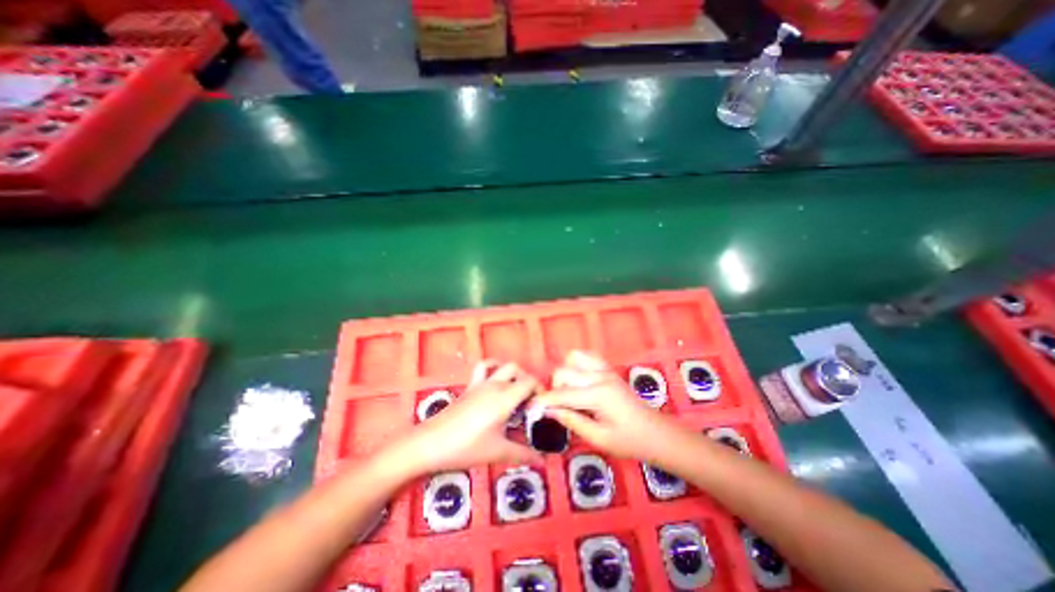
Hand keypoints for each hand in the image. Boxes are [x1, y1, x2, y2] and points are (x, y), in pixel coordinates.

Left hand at [394, 361, 543, 475]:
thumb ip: (523, 454)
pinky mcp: (470, 386)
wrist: (430, 443)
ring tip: (515, 390)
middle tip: (530, 403)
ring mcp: (481, 383)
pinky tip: (495, 379)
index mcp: (505, 397)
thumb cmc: (467, 447)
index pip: (530, 382)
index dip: (540, 391)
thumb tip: (544, 461)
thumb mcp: (498, 452)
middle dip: (529, 382)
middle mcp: (496, 384)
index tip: (541, 408)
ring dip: (513, 373)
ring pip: (503, 366)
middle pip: (519, 371)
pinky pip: (484, 368)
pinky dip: (493, 367)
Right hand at [536, 353, 685, 461]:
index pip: (562, 394)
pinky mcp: (609, 369)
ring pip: (574, 357)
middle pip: (564, 371)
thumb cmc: (629, 442)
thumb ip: (572, 420)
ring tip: (569, 391)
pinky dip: (577, 364)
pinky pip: (587, 357)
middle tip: (559, 406)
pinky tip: (579, 381)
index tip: (530, 408)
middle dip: (554, 388)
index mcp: (598, 395)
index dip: (543, 401)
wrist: (657, 434)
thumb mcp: (598, 438)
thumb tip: (548, 411)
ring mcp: (605, 370)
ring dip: (565, 372)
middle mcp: (600, 376)